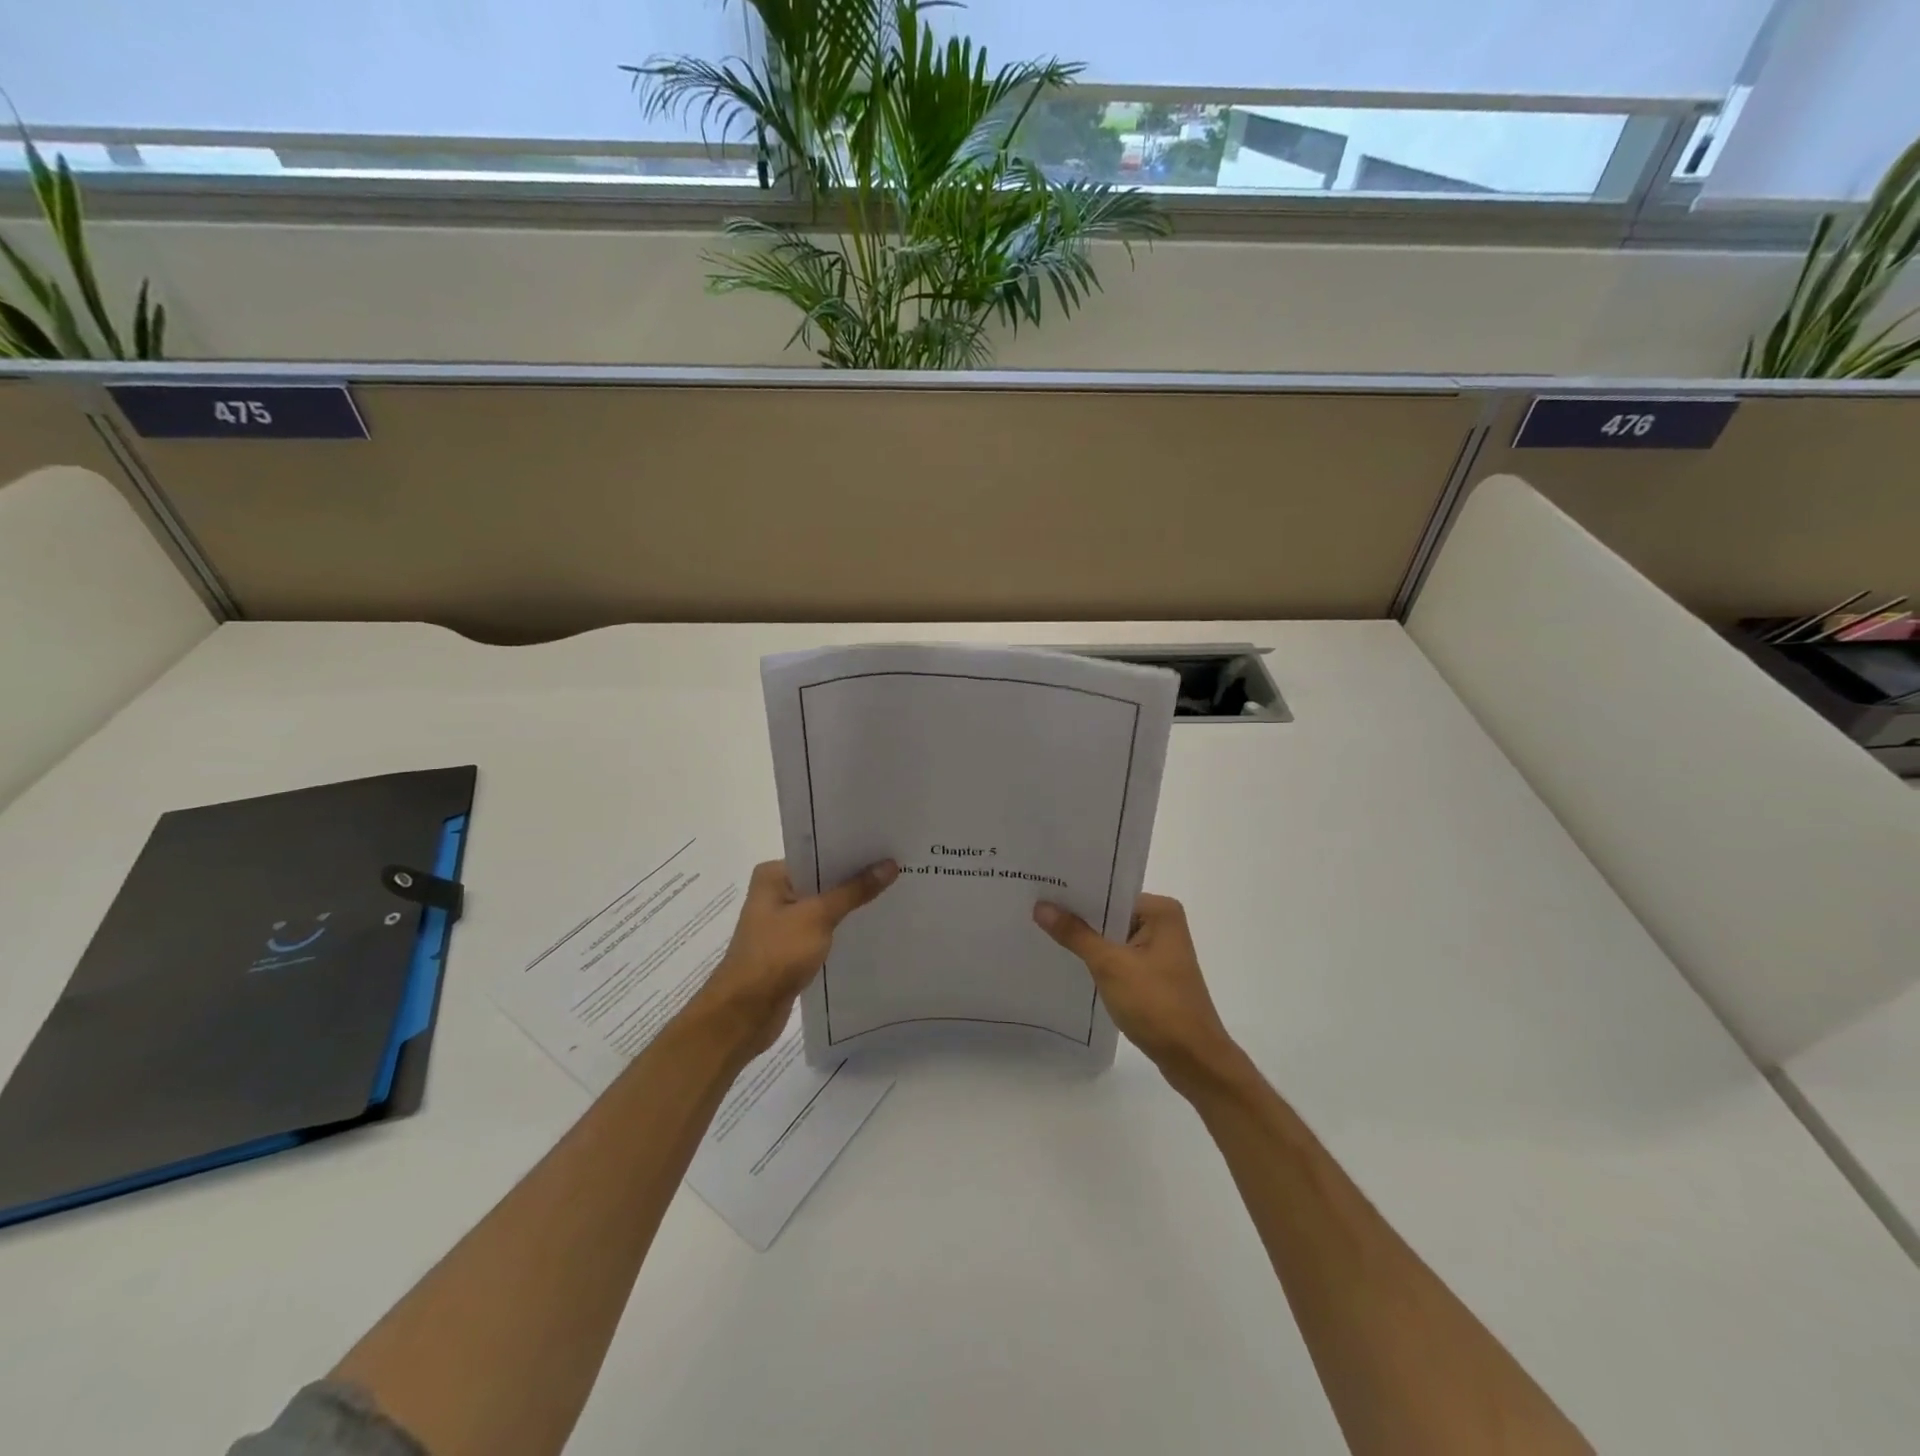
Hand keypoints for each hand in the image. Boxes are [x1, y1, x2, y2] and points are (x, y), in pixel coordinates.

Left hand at [691, 858, 897, 1060]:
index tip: (886, 846)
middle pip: (824, 879)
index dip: (852, 850)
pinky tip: (872, 926)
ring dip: (851, 904)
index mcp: (774, 875)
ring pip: (825, 905)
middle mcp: (776, 893)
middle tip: (898, 867)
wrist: (744, 1013)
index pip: (819, 853)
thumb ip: (854, 891)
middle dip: (856, 877)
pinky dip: (843, 928)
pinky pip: (823, 929)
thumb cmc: (775, 955)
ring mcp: (783, 922)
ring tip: (894, 893)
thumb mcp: (818, 917)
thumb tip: (889, 864)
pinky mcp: (791, 948)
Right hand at [1035, 894, 1242, 1093]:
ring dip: (1085, 940)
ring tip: (1041, 930)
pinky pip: (1118, 957)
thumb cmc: (1157, 1004)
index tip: (1041, 889)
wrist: (1193, 1060)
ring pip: (1112, 937)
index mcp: (1160, 911)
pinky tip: (1068, 961)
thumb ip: (1075, 934)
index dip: (1076, 893)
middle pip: (1110, 913)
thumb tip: (1041, 906)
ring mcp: (1159, 951)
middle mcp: (1163, 924)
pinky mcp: (1153, 975)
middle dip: (1077, 916)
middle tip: (1033, 909)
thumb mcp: (1110, 965)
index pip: (1109, 892)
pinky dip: (1098, 960)